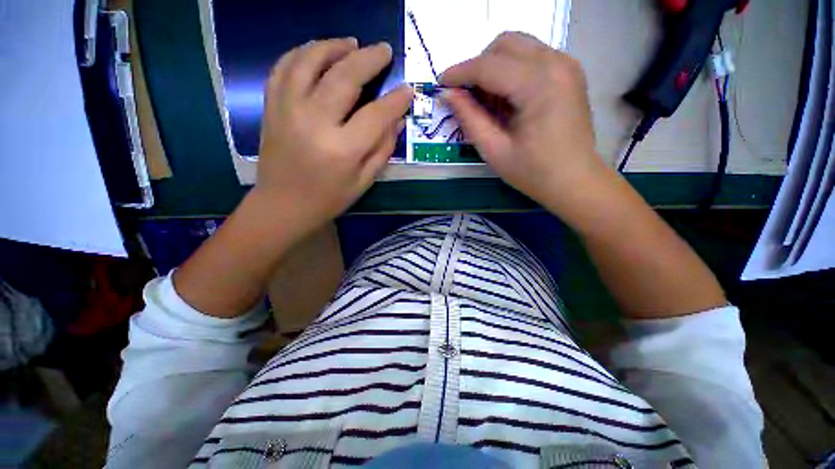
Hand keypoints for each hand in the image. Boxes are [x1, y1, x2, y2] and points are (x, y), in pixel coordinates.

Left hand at [254, 38, 412, 234]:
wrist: (282, 205)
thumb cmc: (329, 198)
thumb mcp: (364, 181)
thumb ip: (383, 149)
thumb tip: (397, 120)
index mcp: (342, 149)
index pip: (376, 114)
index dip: (396, 99)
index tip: (407, 89)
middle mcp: (314, 122)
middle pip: (344, 76)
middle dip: (368, 58)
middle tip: (384, 49)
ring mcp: (287, 109)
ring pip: (310, 61)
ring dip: (334, 46)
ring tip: (351, 43)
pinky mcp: (271, 106)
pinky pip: (284, 67)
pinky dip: (301, 52)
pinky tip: (317, 51)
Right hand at [441, 32, 608, 215]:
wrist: (574, 180)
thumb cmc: (533, 172)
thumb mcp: (494, 150)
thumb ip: (469, 118)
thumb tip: (447, 94)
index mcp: (539, 85)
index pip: (489, 66)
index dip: (460, 73)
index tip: (440, 84)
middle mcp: (556, 63)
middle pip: (504, 45)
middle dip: (478, 66)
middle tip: (467, 96)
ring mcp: (566, 64)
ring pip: (518, 47)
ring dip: (494, 68)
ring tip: (487, 102)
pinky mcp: (568, 72)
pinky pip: (531, 58)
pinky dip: (511, 71)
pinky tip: (507, 99)